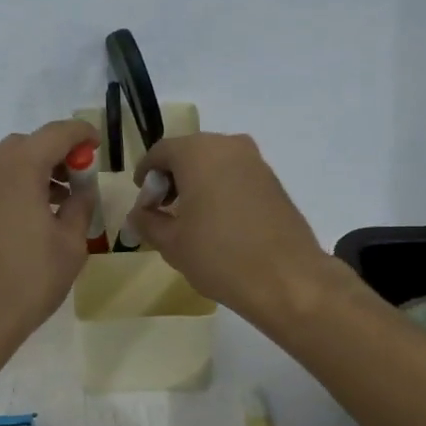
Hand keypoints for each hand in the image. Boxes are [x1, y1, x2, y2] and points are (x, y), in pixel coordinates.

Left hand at [0, 119, 98, 356]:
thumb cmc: (28, 280)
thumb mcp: (70, 244)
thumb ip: (80, 206)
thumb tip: (82, 189)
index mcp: (20, 167)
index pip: (57, 133)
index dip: (82, 135)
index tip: (99, 147)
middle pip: (29, 144)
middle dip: (57, 153)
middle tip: (80, 178)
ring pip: (9, 162)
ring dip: (36, 170)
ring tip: (60, 200)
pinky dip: (16, 184)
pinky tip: (33, 214)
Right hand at [128, 133, 335, 325]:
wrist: (287, 279)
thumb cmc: (219, 256)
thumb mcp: (171, 243)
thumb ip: (147, 222)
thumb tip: (138, 214)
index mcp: (198, 152)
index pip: (160, 152)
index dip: (146, 175)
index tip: (143, 201)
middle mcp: (228, 146)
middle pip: (189, 153)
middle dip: (172, 178)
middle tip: (163, 211)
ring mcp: (256, 162)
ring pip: (215, 163)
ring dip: (197, 183)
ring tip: (190, 219)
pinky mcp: (274, 181)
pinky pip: (236, 176)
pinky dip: (221, 189)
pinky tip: (218, 222)